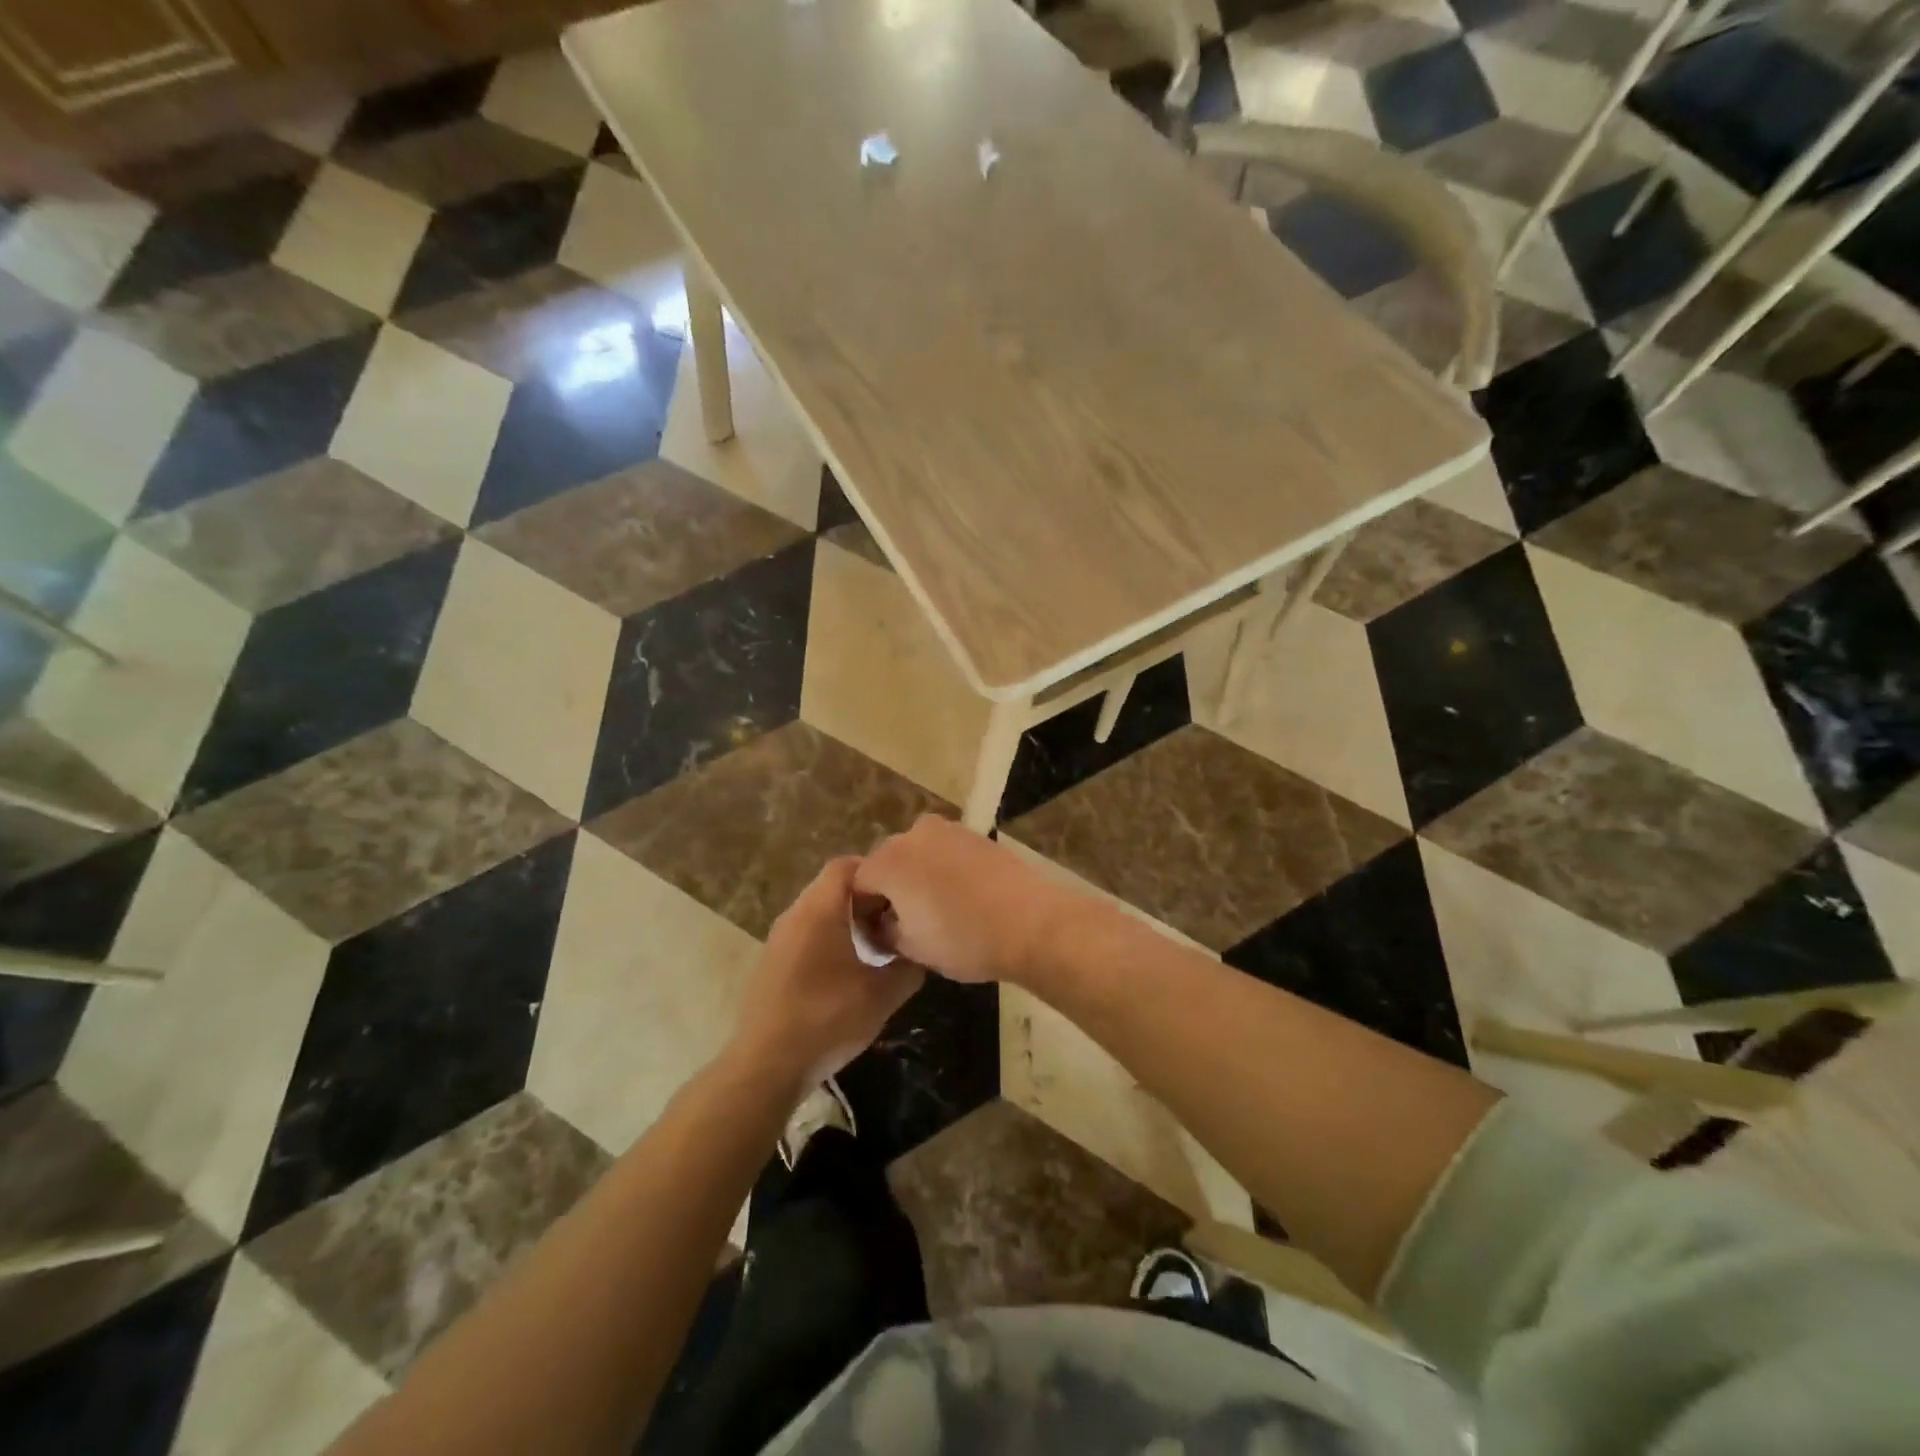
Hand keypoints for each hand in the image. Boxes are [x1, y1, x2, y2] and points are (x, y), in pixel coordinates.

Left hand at [727, 858, 923, 1092]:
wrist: (766, 1066)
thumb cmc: (827, 1019)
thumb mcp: (882, 995)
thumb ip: (908, 967)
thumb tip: (922, 951)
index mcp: (819, 910)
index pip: (846, 865)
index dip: (876, 870)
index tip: (903, 892)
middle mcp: (794, 915)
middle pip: (832, 887)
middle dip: (866, 898)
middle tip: (895, 920)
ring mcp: (778, 940)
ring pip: (818, 913)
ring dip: (847, 922)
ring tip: (876, 947)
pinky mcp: (771, 965)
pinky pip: (805, 936)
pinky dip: (828, 941)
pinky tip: (846, 973)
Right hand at [852, 815, 1083, 983]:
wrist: (1031, 921)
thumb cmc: (964, 939)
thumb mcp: (913, 949)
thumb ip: (886, 933)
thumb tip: (884, 925)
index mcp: (889, 862)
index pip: (859, 884)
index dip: (862, 911)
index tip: (874, 935)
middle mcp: (913, 835)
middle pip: (887, 862)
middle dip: (889, 889)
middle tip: (902, 922)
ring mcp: (948, 830)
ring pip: (918, 853)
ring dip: (917, 876)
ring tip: (934, 908)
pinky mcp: (976, 834)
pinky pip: (946, 851)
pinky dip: (944, 869)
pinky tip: (960, 895)